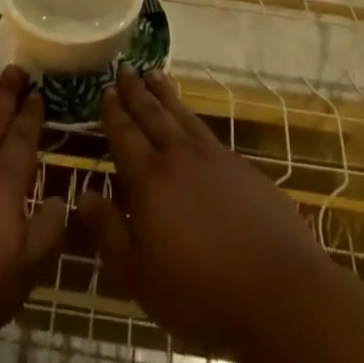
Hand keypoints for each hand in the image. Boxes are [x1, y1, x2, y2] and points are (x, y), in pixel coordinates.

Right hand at [79, 65, 336, 357]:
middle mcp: (180, 158)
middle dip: (136, 92)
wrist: (280, 292)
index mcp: (150, 181)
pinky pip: (208, 132)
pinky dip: (192, 117)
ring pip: (183, 116)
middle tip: (125, 68)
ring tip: (154, 75)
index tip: (106, 90)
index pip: (126, 136)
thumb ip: (110, 231)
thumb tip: (84, 194)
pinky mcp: (244, 169)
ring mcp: (216, 159)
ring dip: (166, 95)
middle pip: (153, 116)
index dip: (114, 113)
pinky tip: (192, 121)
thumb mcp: (141, 276)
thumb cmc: (201, 294)